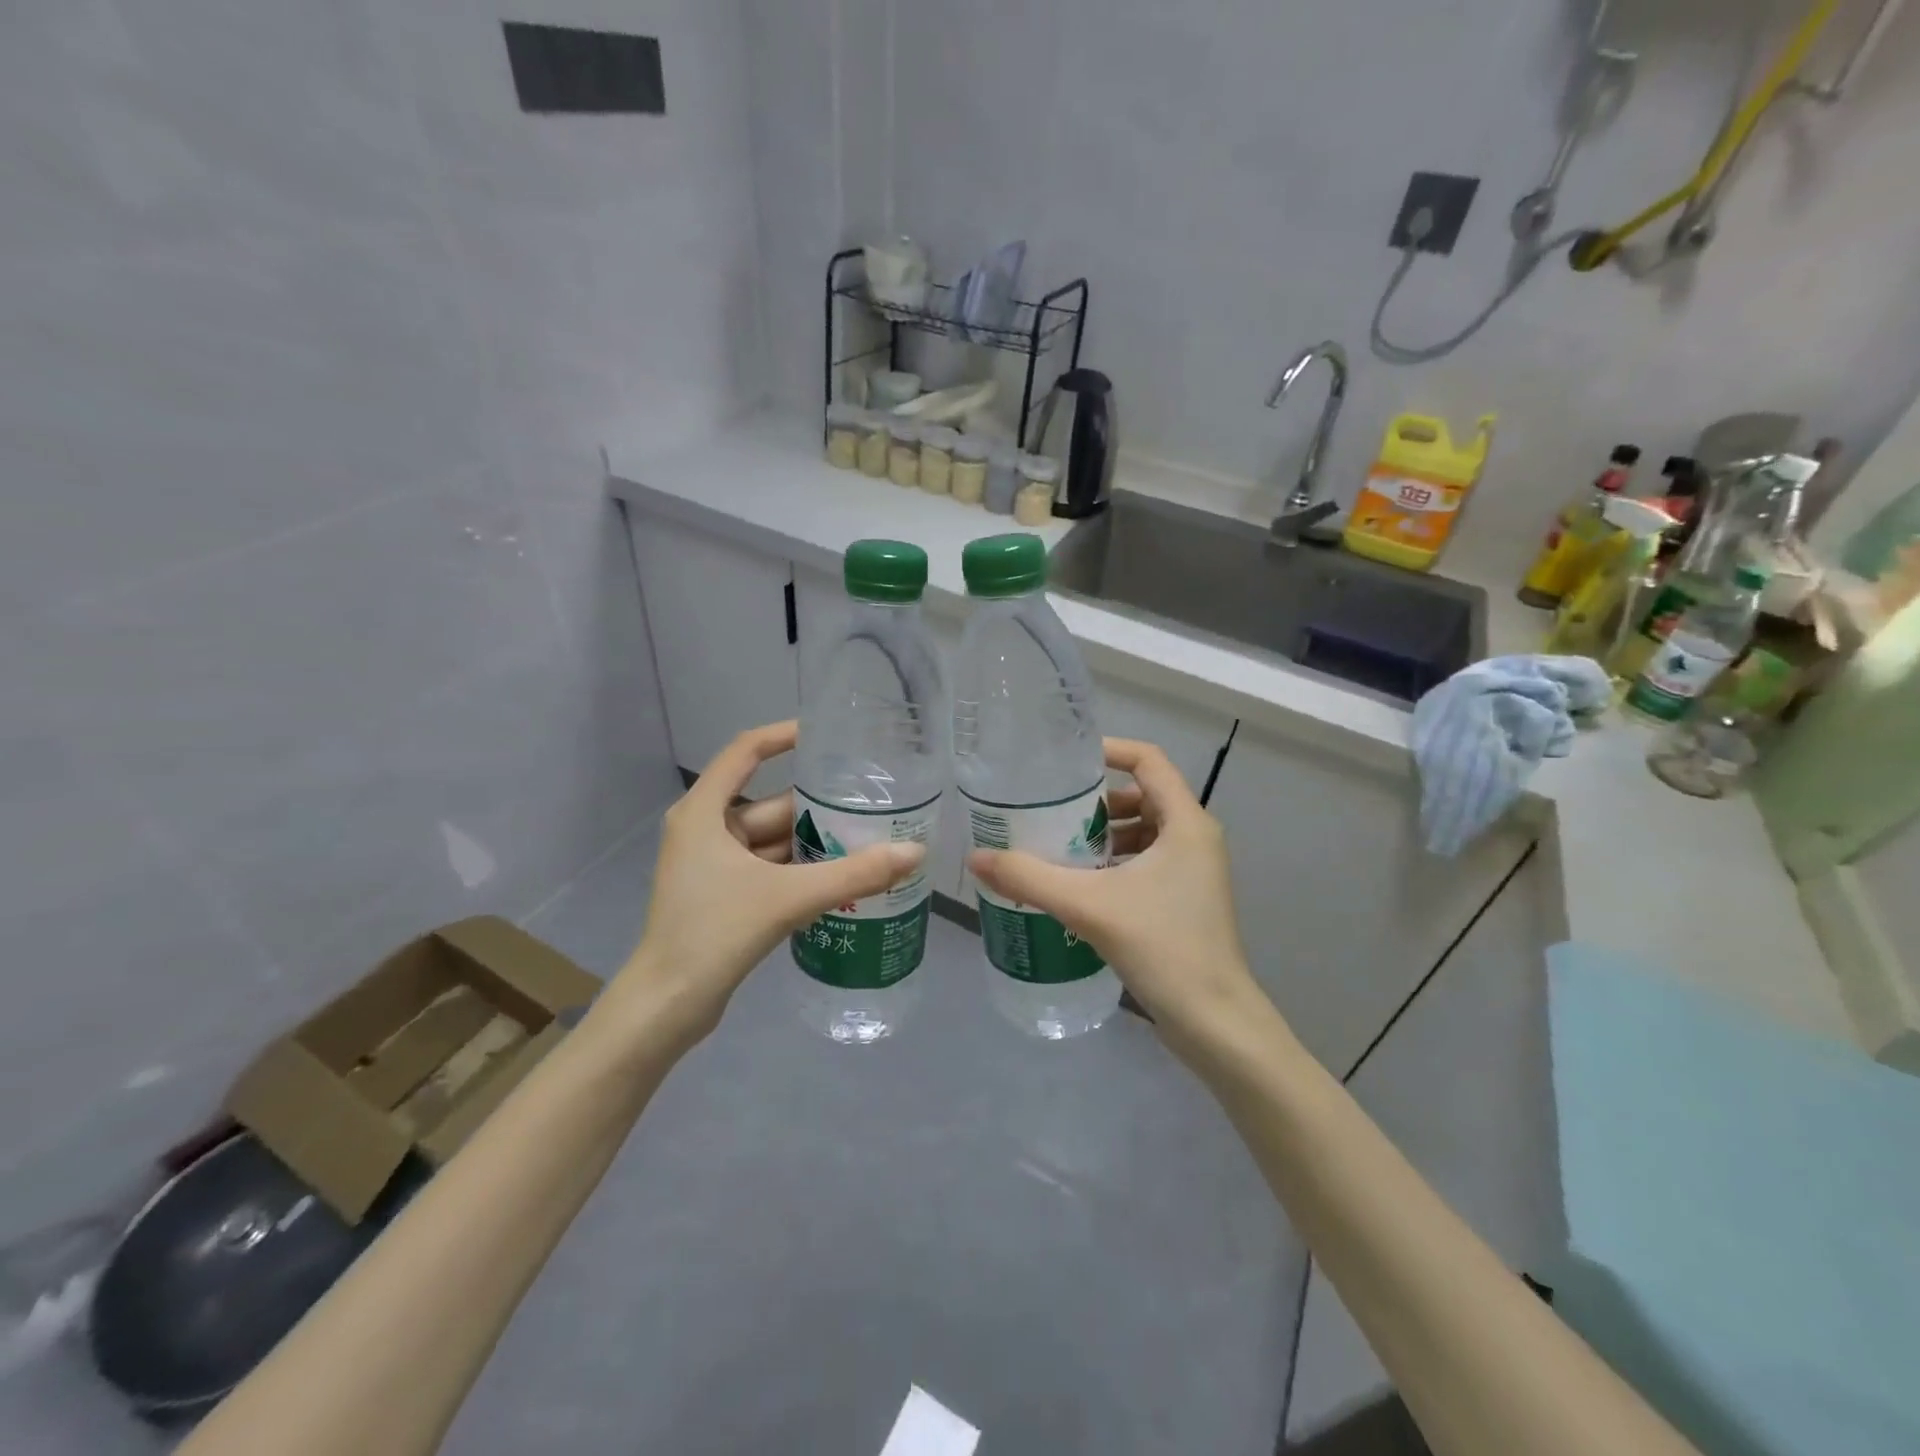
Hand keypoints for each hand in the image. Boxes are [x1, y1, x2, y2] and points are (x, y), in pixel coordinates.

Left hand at [604, 722, 925, 1045]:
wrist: (667, 1005)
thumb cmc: (714, 933)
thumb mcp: (788, 898)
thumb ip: (853, 874)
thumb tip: (913, 852)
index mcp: (704, 812)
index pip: (746, 752)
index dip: (785, 736)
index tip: (826, 735)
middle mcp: (705, 829)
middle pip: (770, 804)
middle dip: (818, 807)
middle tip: (871, 803)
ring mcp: (712, 864)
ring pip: (772, 840)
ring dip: (814, 843)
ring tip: (868, 840)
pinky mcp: (722, 894)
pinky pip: (769, 867)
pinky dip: (800, 870)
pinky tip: (841, 877)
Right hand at [967, 739, 1267, 1040]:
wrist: (1214, 1021)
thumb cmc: (1162, 947)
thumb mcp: (1089, 906)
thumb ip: (1030, 878)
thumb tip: (977, 858)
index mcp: (1186, 823)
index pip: (1149, 760)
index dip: (1108, 750)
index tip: (1065, 763)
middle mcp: (1195, 838)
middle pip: (1143, 795)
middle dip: (1096, 801)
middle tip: (1051, 813)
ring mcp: (1194, 871)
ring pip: (1144, 831)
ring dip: (1104, 835)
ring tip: (1058, 849)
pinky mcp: (1186, 899)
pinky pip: (1147, 862)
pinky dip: (1115, 862)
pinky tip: (1080, 886)